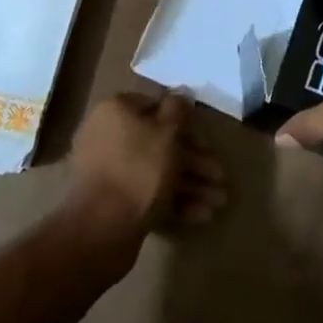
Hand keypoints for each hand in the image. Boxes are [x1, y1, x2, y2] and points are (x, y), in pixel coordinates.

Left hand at [63, 92, 227, 262]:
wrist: (102, 228)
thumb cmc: (139, 169)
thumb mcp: (167, 132)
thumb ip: (178, 110)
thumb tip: (181, 94)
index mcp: (116, 112)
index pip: (155, 106)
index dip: (183, 121)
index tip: (205, 137)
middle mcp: (108, 137)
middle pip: (159, 143)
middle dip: (194, 161)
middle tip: (220, 177)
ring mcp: (109, 172)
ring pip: (156, 171)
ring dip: (190, 184)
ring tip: (218, 204)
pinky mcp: (113, 203)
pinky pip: (147, 194)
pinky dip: (173, 202)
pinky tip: (201, 216)